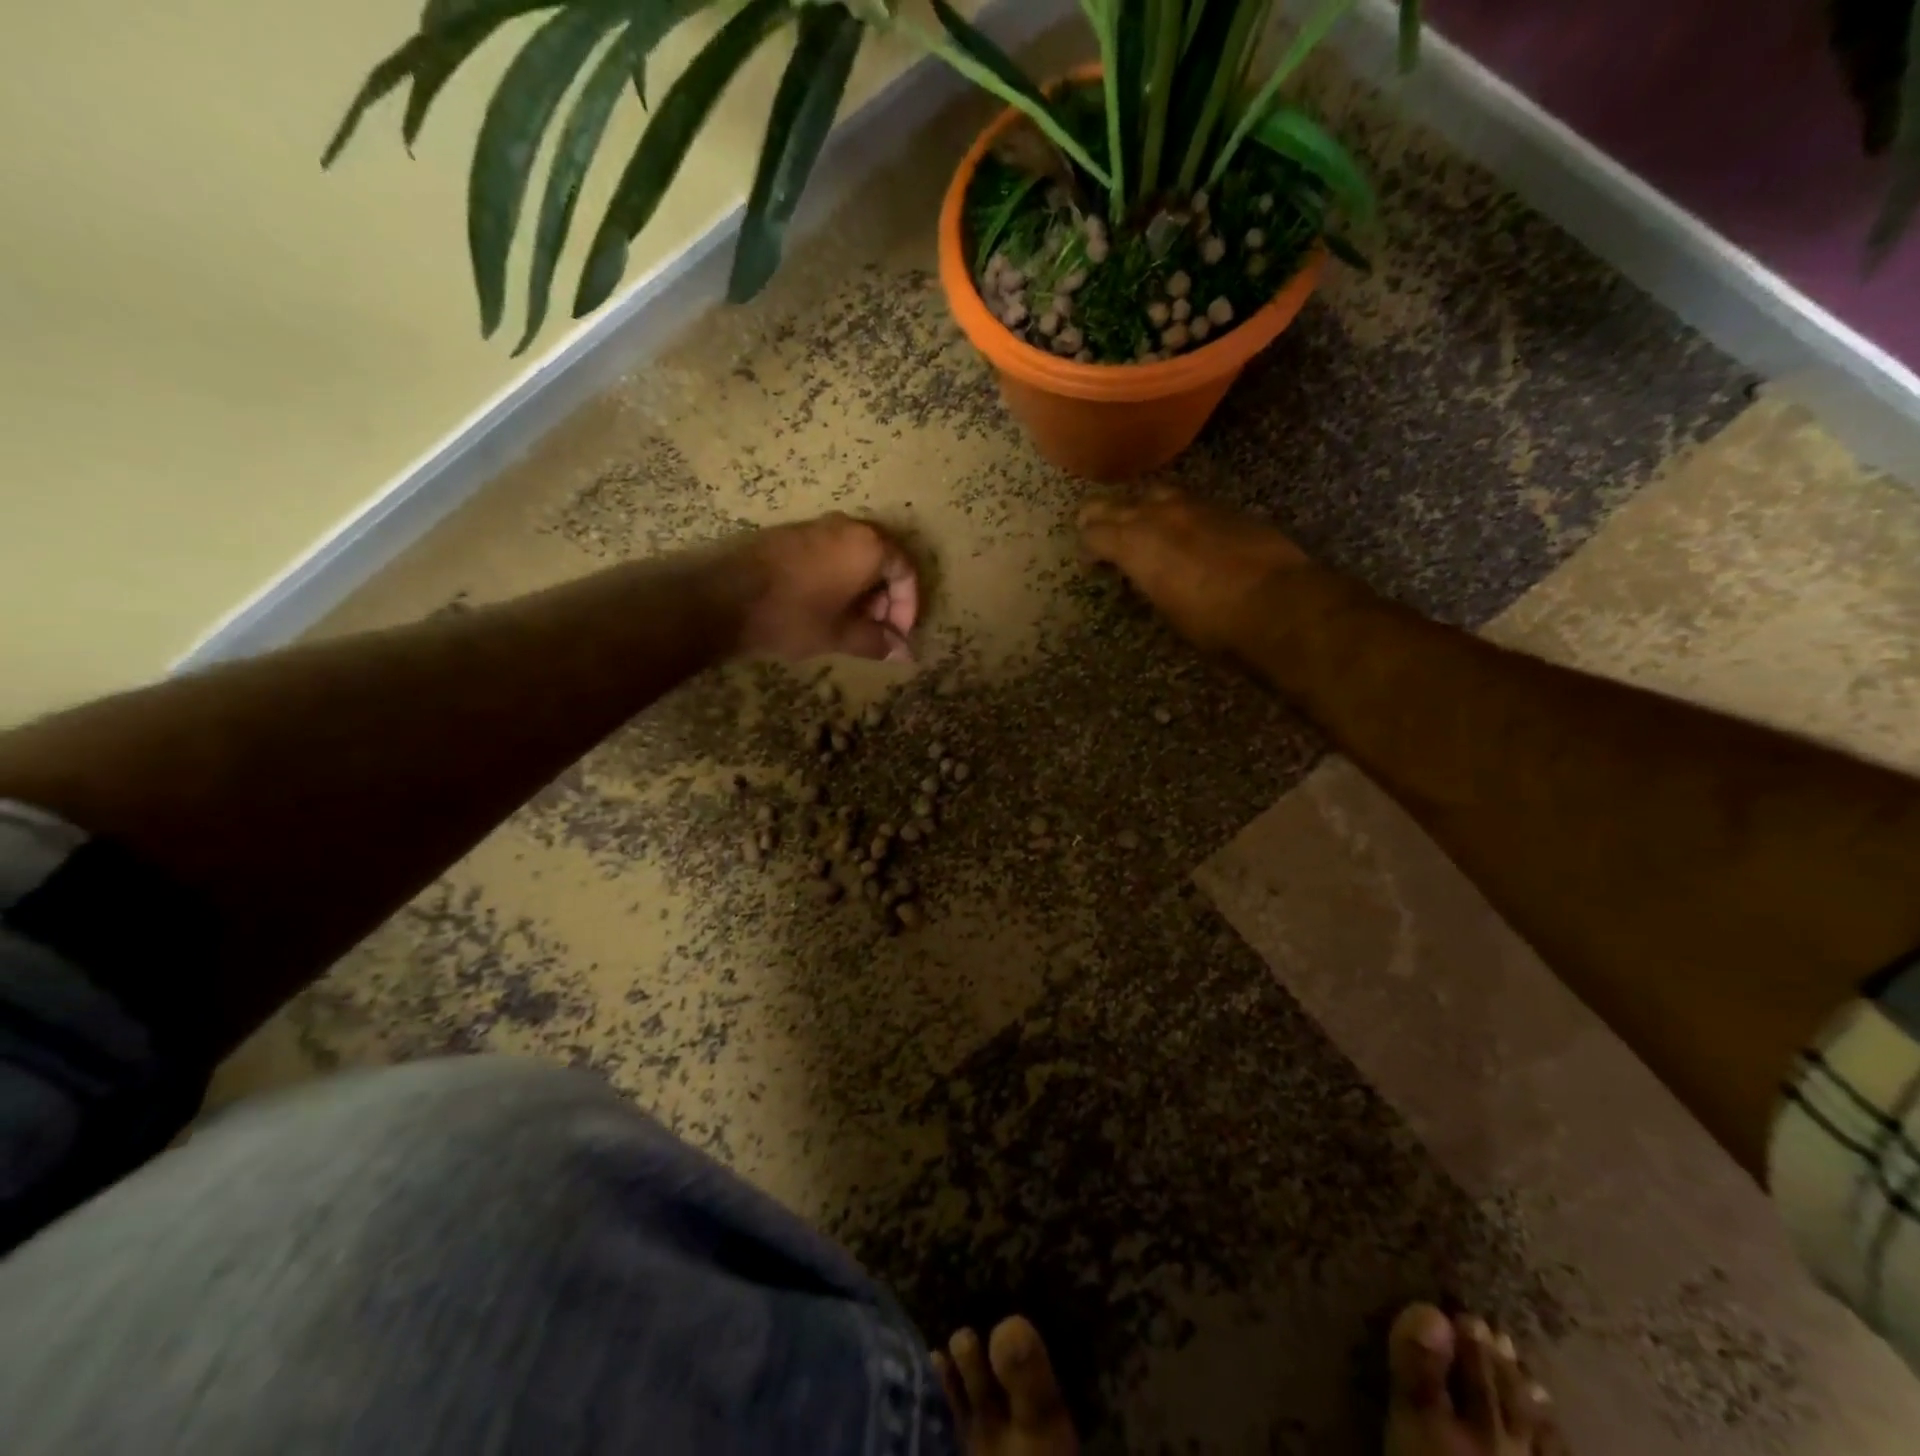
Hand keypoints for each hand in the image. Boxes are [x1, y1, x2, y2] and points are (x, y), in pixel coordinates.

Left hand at [719, 513, 919, 661]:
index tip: (897, 635)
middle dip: (885, 599)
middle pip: (883, 560)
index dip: (908, 607)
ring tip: (850, 623)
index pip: (906, 571)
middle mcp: (848, 527)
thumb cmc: (793, 616)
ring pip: (856, 557)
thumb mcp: (840, 635)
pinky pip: (831, 553)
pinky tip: (824, 607)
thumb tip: (905, 654)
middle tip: (875, 630)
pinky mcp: (793, 534)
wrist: (724, 596)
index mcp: (869, 546)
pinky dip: (839, 578)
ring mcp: (818, 526)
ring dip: (862, 590)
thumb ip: (876, 642)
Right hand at [1078, 488, 1309, 651]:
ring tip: (1139, 522)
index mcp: (1136, 544)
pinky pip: (1189, 502)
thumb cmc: (1214, 624)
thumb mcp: (1166, 610)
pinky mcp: (1228, 509)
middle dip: (1101, 515)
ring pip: (1155, 494)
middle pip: (1118, 504)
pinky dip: (1176, 513)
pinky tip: (1182, 529)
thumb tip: (1146, 576)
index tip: (1088, 560)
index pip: (1095, 532)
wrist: (1279, 605)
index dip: (1087, 545)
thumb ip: (1148, 582)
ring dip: (1141, 507)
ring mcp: (1196, 506)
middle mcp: (1160, 515)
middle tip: (1094, 527)